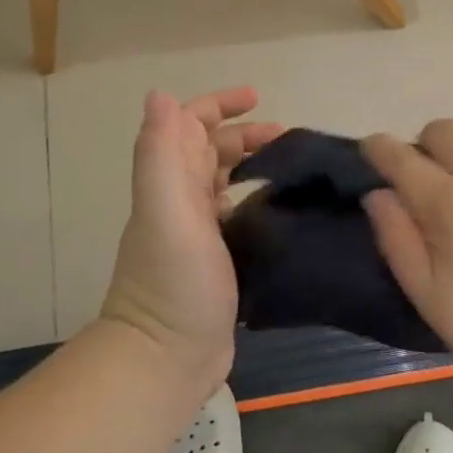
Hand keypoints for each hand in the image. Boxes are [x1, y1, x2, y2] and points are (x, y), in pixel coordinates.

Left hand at [100, 88, 281, 386]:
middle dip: (245, 134)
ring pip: (225, 182)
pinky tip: (284, 209)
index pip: (189, 126)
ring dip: (253, 164)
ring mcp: (199, 234)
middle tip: (288, 139)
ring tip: (292, 167)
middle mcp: (180, 202)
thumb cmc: (173, 281)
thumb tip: (160, 94)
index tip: (259, 98)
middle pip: (210, 151)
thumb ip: (161, 153)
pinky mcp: (219, 261)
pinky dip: (258, 201)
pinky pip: (239, 215)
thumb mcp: (165, 211)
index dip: (219, 105)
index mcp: (170, 183)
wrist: (167, 358)